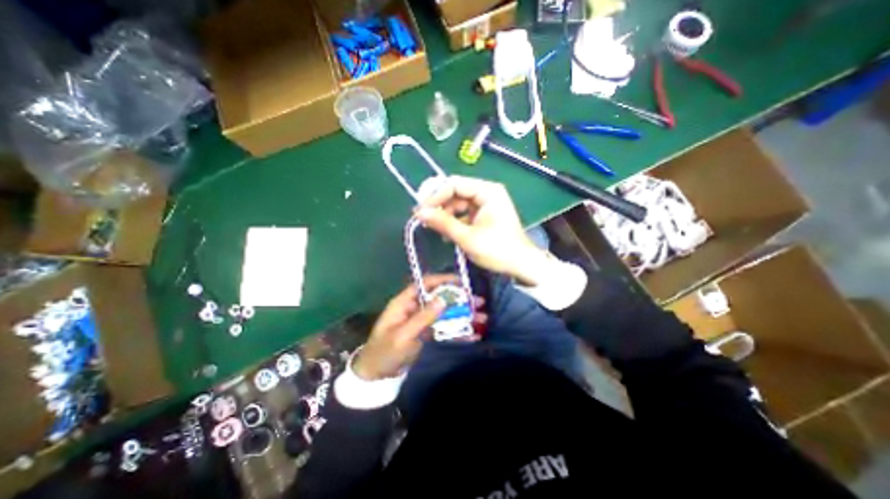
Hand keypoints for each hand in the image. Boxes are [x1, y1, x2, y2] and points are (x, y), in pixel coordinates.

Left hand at [354, 275, 485, 379]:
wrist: (376, 375)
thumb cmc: (385, 352)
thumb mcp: (403, 336)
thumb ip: (423, 317)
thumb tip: (443, 299)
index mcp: (405, 302)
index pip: (425, 284)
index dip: (443, 280)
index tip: (461, 282)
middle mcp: (415, 307)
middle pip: (439, 298)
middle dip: (459, 299)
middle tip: (478, 302)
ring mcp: (422, 320)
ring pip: (445, 313)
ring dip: (462, 315)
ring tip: (482, 318)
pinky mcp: (426, 332)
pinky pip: (444, 328)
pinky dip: (457, 331)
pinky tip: (473, 334)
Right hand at [417, 176, 550, 283]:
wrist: (521, 265)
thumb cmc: (497, 250)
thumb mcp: (467, 237)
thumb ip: (443, 223)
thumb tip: (419, 213)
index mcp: (487, 191)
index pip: (454, 184)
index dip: (435, 196)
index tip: (420, 211)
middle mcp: (487, 193)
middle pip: (456, 193)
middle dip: (440, 206)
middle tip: (424, 220)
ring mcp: (487, 204)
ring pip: (459, 204)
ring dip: (446, 216)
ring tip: (435, 230)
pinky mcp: (485, 215)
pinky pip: (465, 213)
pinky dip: (455, 222)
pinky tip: (447, 234)